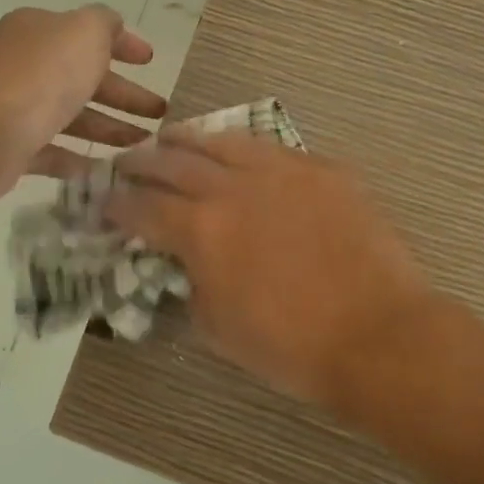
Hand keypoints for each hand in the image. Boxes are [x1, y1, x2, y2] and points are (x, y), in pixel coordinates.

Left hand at [0, 6, 167, 205]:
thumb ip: (105, 23)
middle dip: (126, 94)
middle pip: (85, 78)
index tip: (152, 62)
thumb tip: (114, 27)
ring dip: (111, 127)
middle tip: (162, 113)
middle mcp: (26, 65)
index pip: (88, 33)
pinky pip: (54, 152)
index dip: (124, 45)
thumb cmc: (41, 75)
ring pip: (73, 116)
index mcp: (40, 31)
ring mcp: (16, 107)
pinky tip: (108, 170)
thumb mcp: (84, 32)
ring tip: (146, 145)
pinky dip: (80, 159)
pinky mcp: (12, 148)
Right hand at [104, 131, 435, 404]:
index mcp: (202, 230)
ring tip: (173, 136)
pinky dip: (246, 150)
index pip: (144, 208)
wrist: (378, 334)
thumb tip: (189, 263)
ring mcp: (283, 171)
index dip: (118, 204)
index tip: (104, 200)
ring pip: (225, 141)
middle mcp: (235, 188)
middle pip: (176, 162)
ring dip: (191, 139)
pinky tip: (241, 153)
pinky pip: (274, 149)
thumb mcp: (219, 330)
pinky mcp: (323, 169)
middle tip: (128, 160)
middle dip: (144, 161)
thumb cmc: (293, 347)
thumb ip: (193, 285)